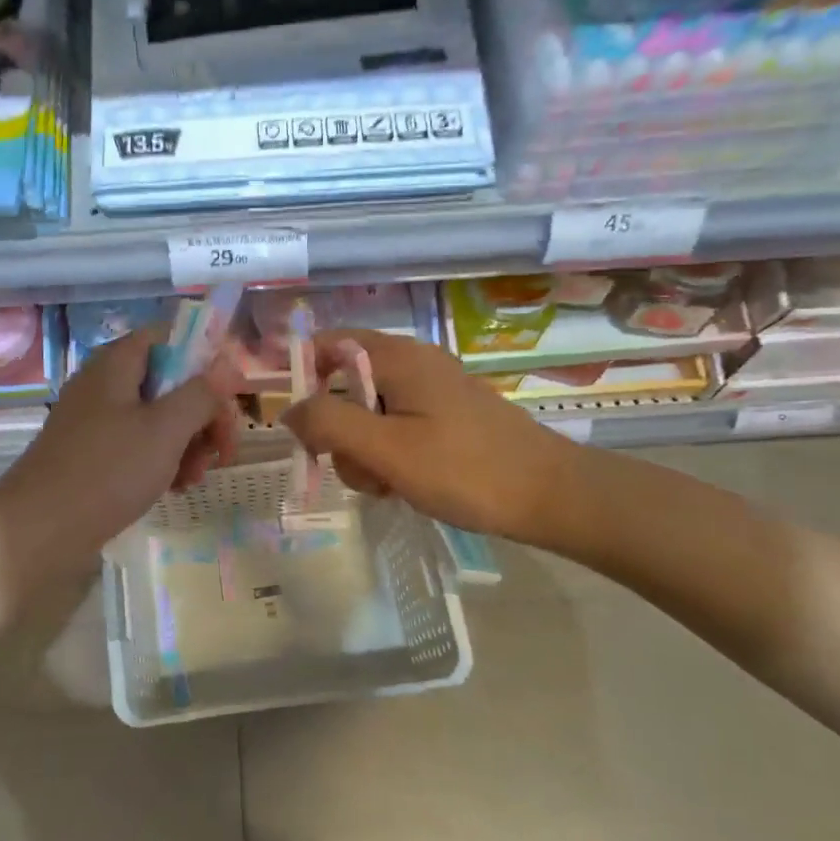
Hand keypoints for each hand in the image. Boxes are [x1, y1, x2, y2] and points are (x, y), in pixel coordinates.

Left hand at [0, 326, 242, 582]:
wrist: (38, 530)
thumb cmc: (107, 471)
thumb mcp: (165, 429)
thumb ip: (200, 393)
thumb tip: (225, 366)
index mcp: (117, 363)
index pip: (169, 336)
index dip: (204, 357)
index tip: (229, 394)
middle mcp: (104, 383)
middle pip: (168, 380)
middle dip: (201, 412)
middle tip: (222, 449)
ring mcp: (95, 419)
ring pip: (156, 416)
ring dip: (186, 442)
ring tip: (194, 478)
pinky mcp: (91, 452)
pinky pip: (137, 443)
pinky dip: (161, 459)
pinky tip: (173, 488)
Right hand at [281, 328, 581, 545]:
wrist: (551, 495)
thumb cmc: (465, 469)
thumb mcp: (386, 449)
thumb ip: (329, 424)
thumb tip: (287, 410)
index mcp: (397, 357)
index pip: (327, 344)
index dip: (301, 375)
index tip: (296, 424)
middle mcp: (413, 362)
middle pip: (344, 384)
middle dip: (337, 429)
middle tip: (356, 467)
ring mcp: (432, 389)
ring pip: (369, 411)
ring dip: (362, 449)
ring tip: (387, 484)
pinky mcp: (446, 415)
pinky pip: (396, 425)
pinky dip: (388, 452)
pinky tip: (405, 483)